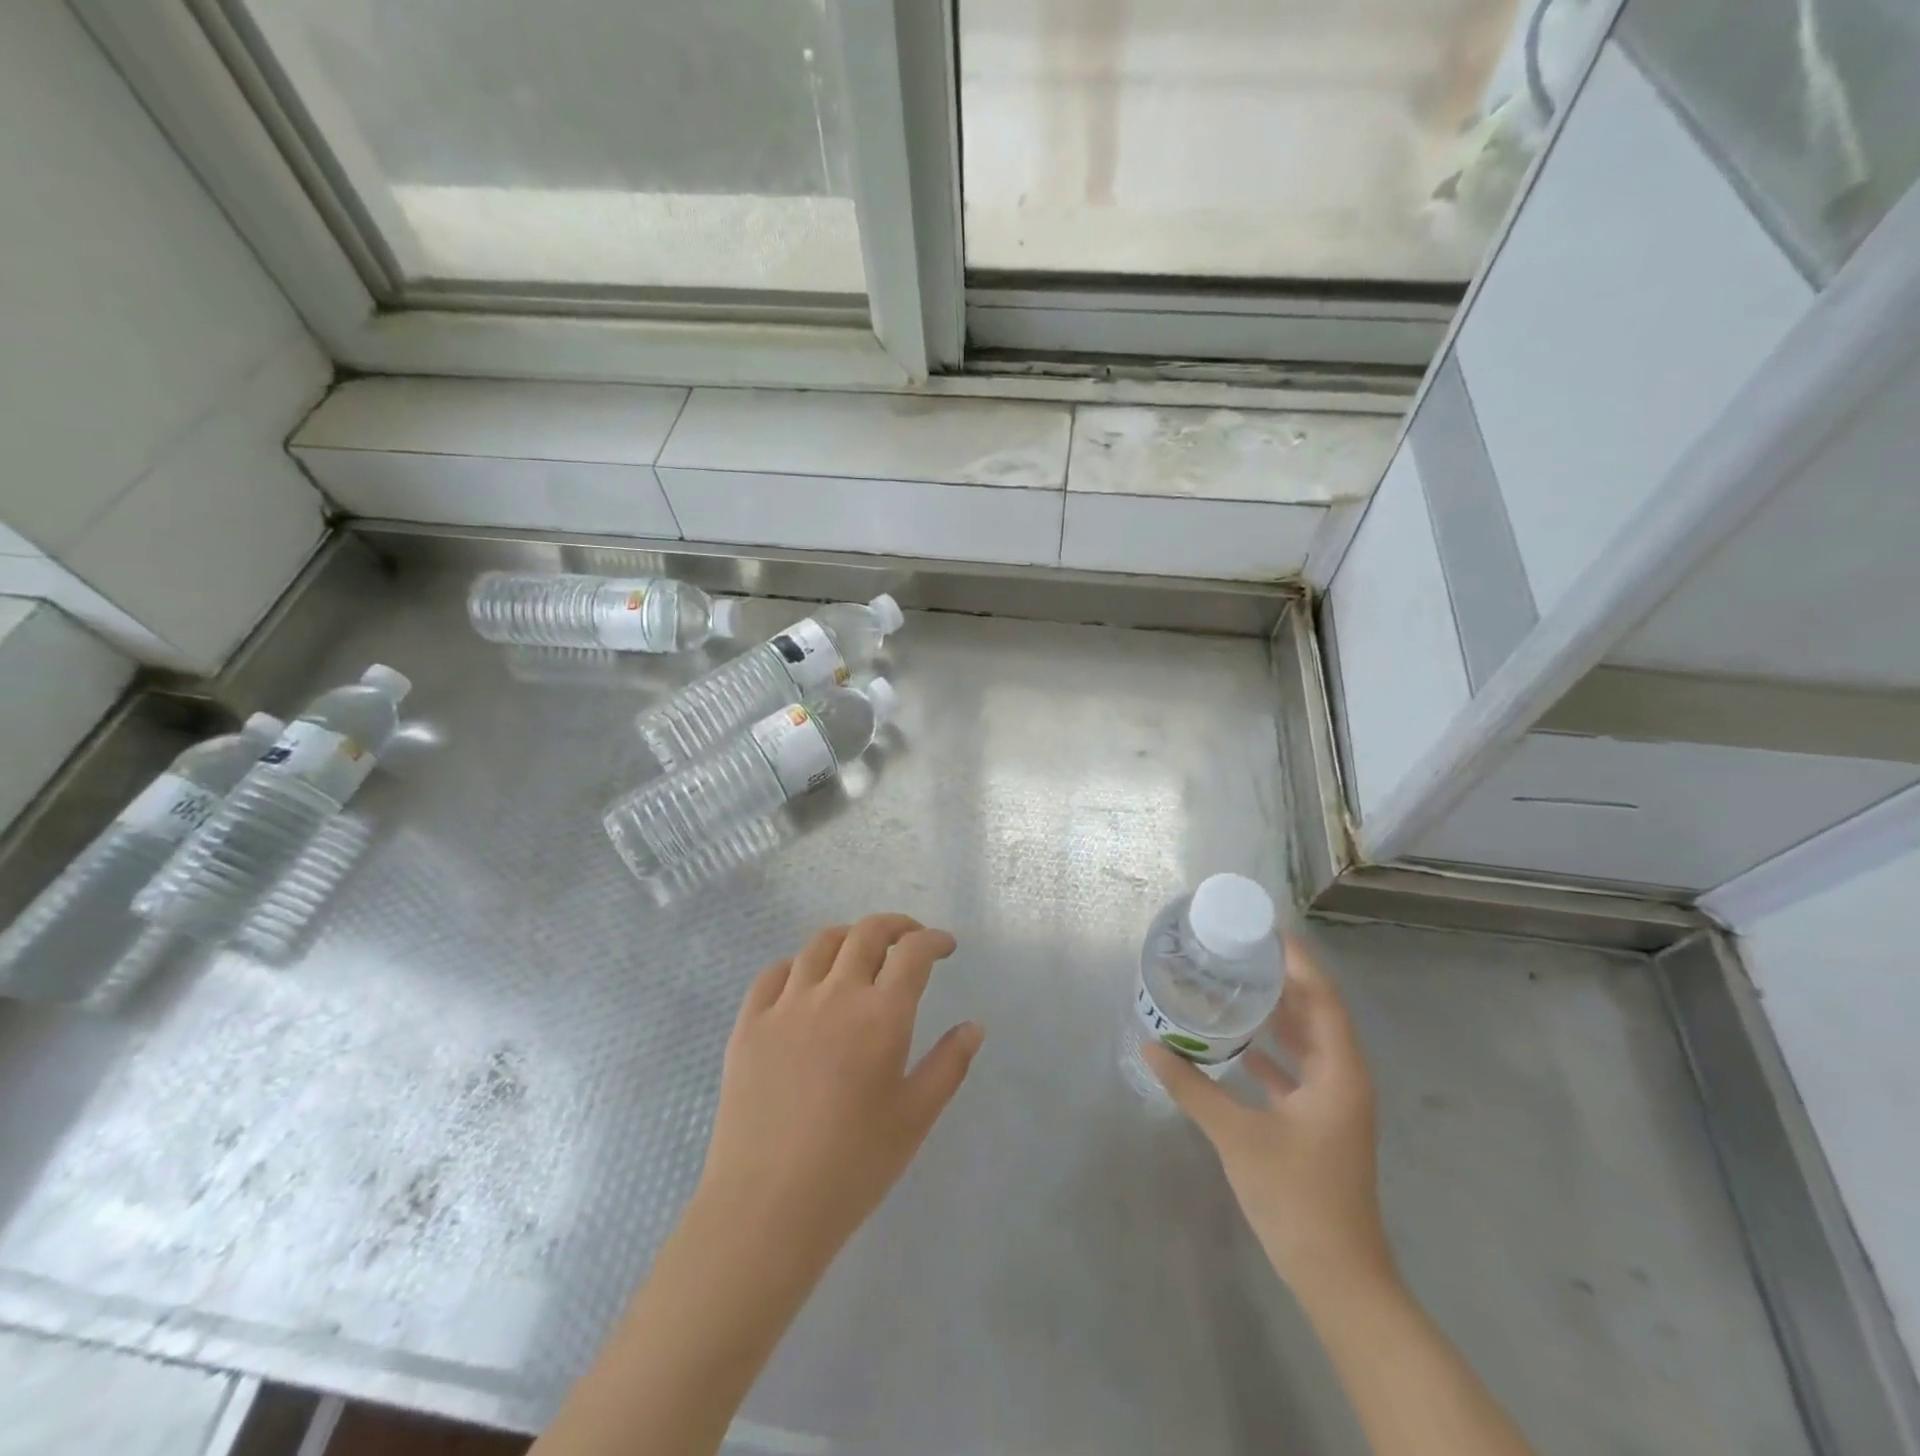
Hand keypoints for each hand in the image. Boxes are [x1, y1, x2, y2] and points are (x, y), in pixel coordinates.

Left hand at [694, 914, 984, 1274]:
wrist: (767, 1206)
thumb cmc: (853, 1166)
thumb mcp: (915, 1118)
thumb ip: (949, 1065)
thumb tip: (974, 1026)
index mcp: (881, 1015)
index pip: (913, 953)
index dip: (933, 940)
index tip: (945, 947)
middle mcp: (835, 994)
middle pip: (867, 933)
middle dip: (896, 926)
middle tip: (910, 938)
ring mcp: (787, 1005)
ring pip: (820, 944)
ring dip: (849, 937)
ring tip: (860, 952)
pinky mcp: (749, 1023)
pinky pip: (774, 973)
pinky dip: (799, 965)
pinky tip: (806, 982)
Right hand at [1145, 935, 1392, 1299]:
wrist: (1338, 1278)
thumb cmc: (1297, 1198)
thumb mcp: (1238, 1136)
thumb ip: (1193, 1088)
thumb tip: (1151, 1046)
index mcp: (1339, 1072)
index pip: (1322, 997)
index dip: (1298, 961)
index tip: (1263, 930)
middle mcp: (1343, 1078)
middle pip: (1316, 1014)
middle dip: (1282, 981)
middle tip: (1238, 951)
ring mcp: (1334, 1103)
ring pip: (1306, 1043)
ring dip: (1276, 1015)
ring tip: (1233, 984)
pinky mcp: (1319, 1123)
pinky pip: (1296, 1070)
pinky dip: (1270, 1052)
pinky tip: (1235, 1043)